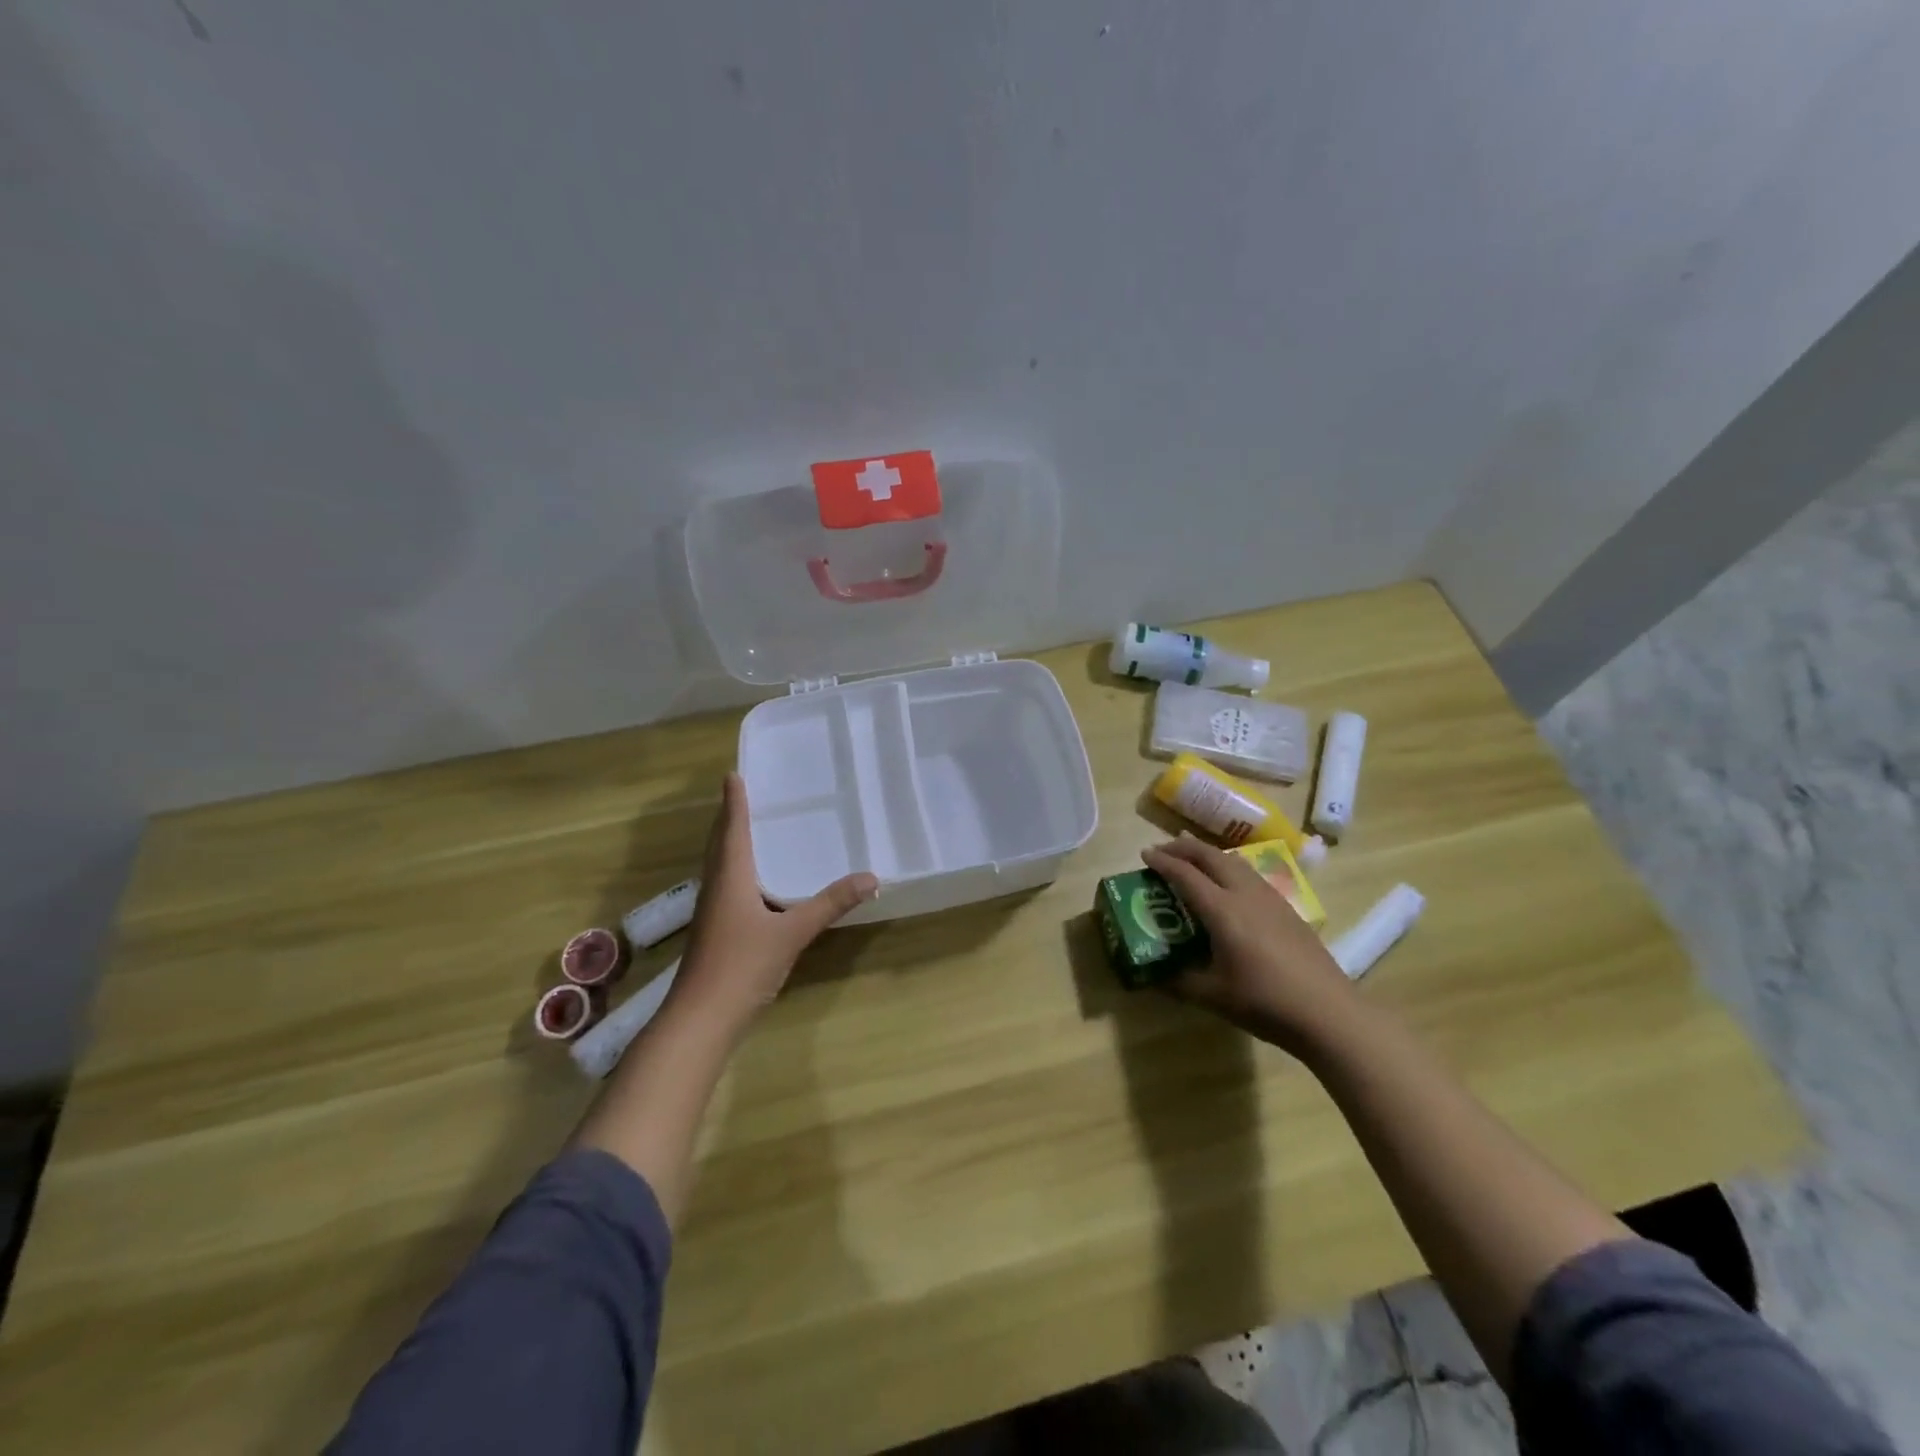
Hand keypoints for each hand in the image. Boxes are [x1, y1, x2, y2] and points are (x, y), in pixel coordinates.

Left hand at [671, 773, 877, 1035]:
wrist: (701, 1020)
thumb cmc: (741, 966)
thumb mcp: (792, 933)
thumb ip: (830, 904)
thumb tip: (872, 877)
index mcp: (730, 878)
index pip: (732, 829)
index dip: (734, 802)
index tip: (733, 775)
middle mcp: (717, 888)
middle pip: (720, 844)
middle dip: (730, 818)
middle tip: (745, 794)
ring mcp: (713, 913)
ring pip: (721, 866)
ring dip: (731, 844)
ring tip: (752, 829)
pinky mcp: (716, 932)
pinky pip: (728, 887)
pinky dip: (739, 871)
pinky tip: (758, 883)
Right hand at [1141, 834, 1357, 1053]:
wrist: (1328, 1012)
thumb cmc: (1265, 1002)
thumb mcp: (1213, 996)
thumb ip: (1180, 980)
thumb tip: (1157, 974)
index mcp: (1222, 910)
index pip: (1185, 874)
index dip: (1162, 862)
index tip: (1144, 855)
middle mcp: (1244, 894)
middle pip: (1211, 856)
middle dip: (1184, 848)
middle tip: (1163, 850)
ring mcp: (1269, 898)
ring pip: (1234, 860)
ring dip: (1208, 853)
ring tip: (1193, 857)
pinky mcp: (1286, 908)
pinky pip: (1249, 874)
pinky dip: (1228, 866)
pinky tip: (1228, 883)